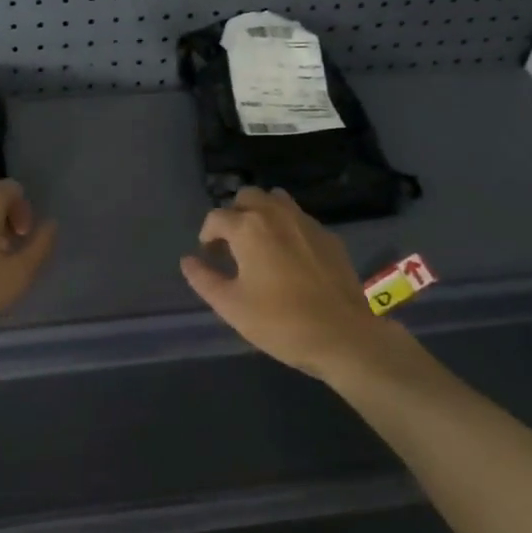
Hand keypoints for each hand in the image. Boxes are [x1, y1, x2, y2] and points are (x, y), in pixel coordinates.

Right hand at [180, 187, 386, 378]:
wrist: (343, 336)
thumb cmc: (280, 322)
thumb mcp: (231, 306)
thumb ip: (204, 279)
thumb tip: (188, 260)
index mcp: (248, 228)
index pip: (216, 218)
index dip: (207, 235)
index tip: (209, 256)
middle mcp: (276, 215)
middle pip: (248, 196)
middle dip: (234, 214)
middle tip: (233, 245)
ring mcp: (307, 223)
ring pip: (277, 200)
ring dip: (262, 213)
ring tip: (260, 243)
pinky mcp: (329, 237)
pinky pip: (300, 219)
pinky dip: (287, 227)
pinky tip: (290, 257)